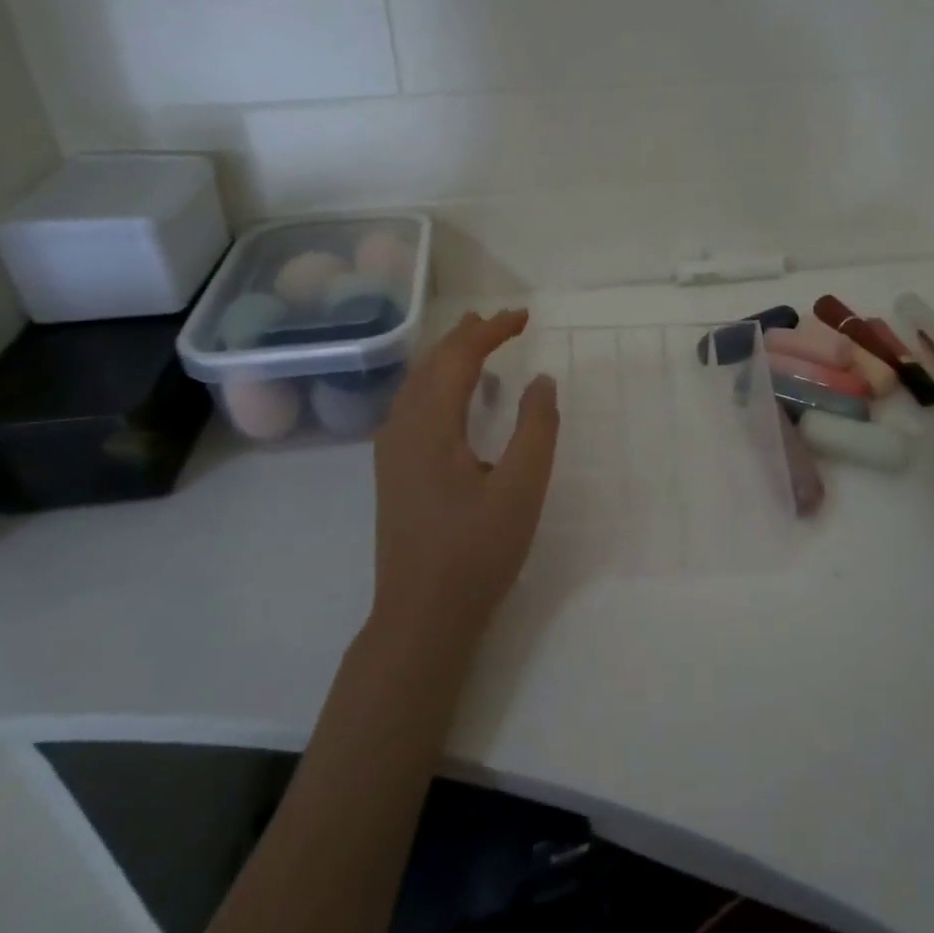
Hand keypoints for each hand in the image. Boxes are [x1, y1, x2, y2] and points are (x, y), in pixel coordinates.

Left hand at [371, 309, 559, 641]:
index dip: (491, 331)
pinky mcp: (393, 472)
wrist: (421, 616)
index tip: (524, 316)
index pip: (458, 358)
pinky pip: (412, 406)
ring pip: (417, 384)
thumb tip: (541, 379)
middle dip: (466, 336)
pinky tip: (451, 397)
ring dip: (447, 357)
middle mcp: (402, 429)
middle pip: (431, 364)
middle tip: (501, 321)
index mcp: (430, 426)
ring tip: (475, 342)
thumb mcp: (521, 490)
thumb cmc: (475, 552)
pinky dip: (436, 383)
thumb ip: (536, 429)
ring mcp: (391, 452)